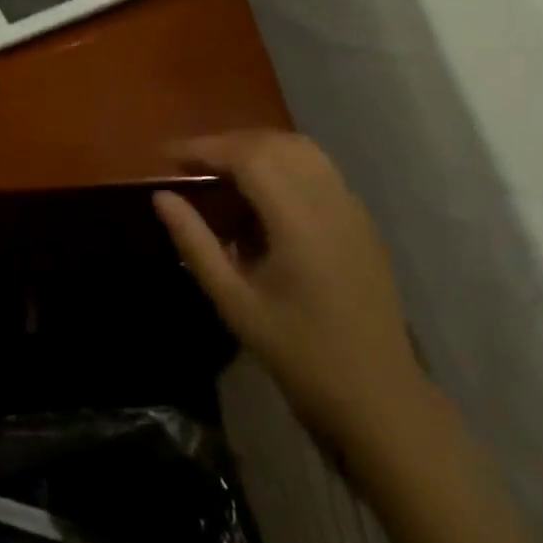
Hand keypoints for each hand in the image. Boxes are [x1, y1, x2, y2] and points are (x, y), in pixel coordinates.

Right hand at [153, 131, 426, 450]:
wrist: (380, 399)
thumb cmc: (300, 355)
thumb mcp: (235, 302)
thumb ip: (195, 243)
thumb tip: (161, 197)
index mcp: (299, 221)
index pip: (247, 155)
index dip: (204, 146)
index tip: (167, 155)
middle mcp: (330, 201)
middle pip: (274, 143)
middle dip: (227, 144)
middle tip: (191, 165)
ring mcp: (352, 209)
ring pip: (301, 150)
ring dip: (257, 150)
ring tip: (223, 175)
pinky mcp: (362, 222)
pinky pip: (319, 171)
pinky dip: (283, 166)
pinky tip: (263, 200)